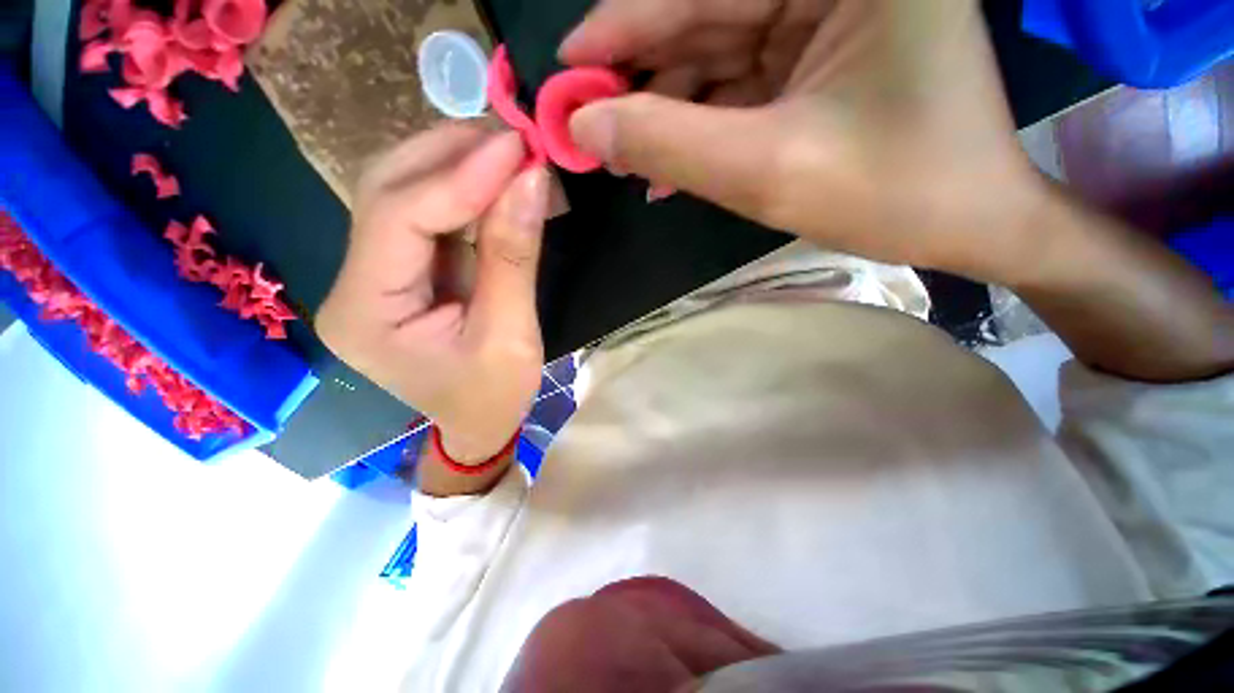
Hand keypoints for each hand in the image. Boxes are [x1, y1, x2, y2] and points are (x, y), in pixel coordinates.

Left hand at [317, 125, 549, 460]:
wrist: (478, 424)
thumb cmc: (493, 397)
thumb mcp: (510, 335)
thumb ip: (513, 257)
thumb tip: (531, 180)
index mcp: (365, 314)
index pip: (399, 219)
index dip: (459, 177)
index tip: (517, 147)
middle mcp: (352, 284)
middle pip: (387, 189)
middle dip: (452, 154)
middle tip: (513, 137)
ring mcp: (375, 273)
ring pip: (405, 192)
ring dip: (460, 164)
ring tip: (511, 152)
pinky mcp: (403, 270)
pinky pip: (430, 213)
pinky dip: (468, 190)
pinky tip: (500, 181)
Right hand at [562, 0, 1045, 281]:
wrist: (965, 224)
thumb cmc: (889, 196)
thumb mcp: (766, 173)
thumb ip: (669, 143)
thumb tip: (588, 125)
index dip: (624, 27)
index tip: (568, 68)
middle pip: (707, 15)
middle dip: (641, 76)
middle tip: (587, 120)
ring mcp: (830, 17)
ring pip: (716, 55)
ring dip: (664, 110)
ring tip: (622, 156)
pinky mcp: (820, 59)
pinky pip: (739, 84)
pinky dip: (698, 124)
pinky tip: (664, 165)